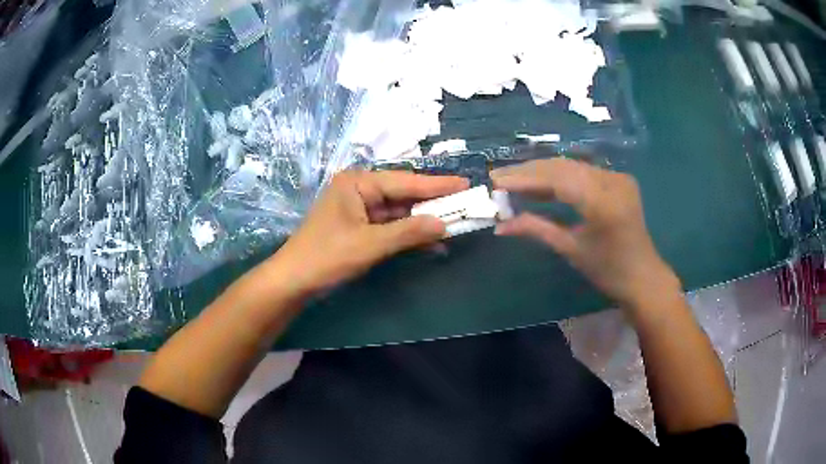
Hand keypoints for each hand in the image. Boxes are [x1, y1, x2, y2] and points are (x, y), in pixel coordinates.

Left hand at [272, 170, 468, 296]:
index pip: (405, 181)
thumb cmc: (326, 256)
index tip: (465, 184)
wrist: (293, 281)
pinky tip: (431, 242)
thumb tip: (445, 225)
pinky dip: (408, 235)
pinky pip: (390, 227)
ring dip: (423, 221)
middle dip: (433, 204)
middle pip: (403, 195)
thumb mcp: (370, 244)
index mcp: (357, 183)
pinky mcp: (359, 228)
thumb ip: (408, 232)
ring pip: (398, 212)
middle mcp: (359, 190)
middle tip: (466, 204)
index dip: (437, 185)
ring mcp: (359, 210)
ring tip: (455, 223)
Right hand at [491, 158, 680, 307]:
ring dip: (541, 171)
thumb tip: (500, 225)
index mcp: (603, 202)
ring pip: (571, 166)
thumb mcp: (571, 249)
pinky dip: (559, 176)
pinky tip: (541, 183)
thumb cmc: (608, 271)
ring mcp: (617, 177)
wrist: (643, 276)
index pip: (557, 179)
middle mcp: (612, 181)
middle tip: (498, 177)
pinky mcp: (617, 179)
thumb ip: (536, 229)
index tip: (495, 181)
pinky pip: (582, 172)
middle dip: (529, 171)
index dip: (524, 178)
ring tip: (513, 179)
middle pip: (563, 166)